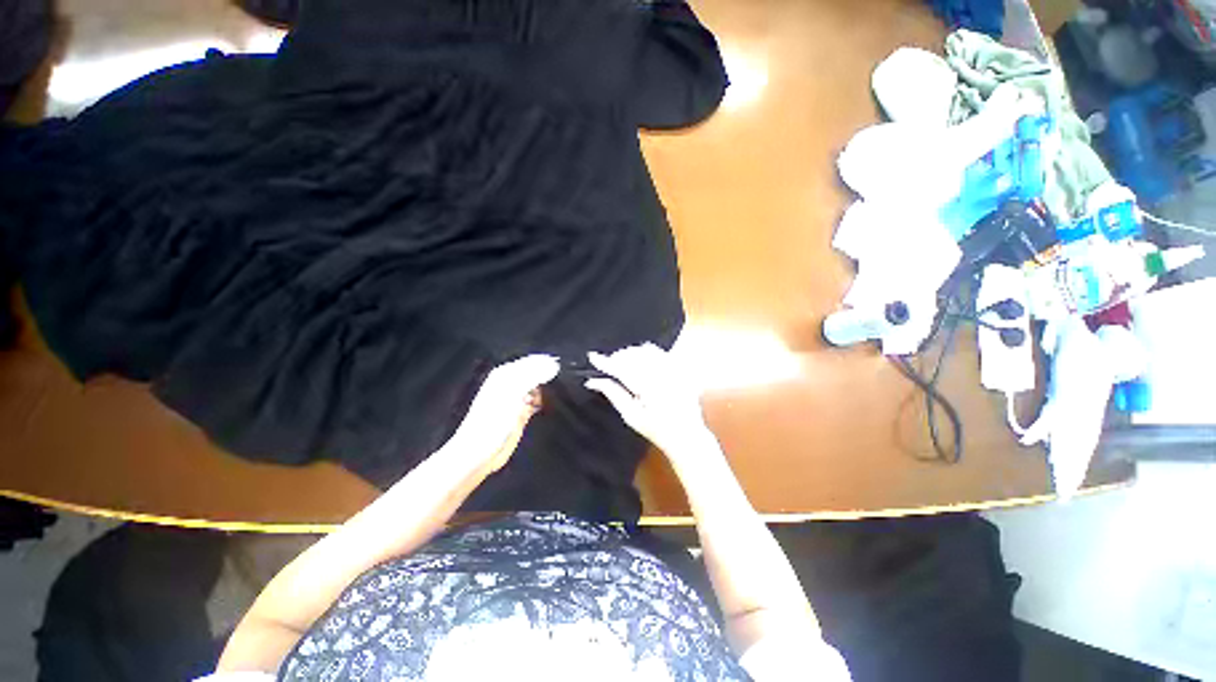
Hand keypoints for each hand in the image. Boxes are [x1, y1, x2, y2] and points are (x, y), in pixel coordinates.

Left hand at [441, 355, 559, 476]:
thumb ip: (534, 375)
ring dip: (548, 390)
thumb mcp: (513, 391)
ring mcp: (517, 399)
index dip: (547, 362)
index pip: (532, 361)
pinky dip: (544, 402)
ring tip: (556, 394)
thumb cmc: (492, 420)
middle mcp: (512, 383)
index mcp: (506, 374)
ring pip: (539, 387)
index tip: (561, 367)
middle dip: (549, 375)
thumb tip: (554, 364)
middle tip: (562, 380)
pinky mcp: (522, 413)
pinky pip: (538, 401)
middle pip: (537, 372)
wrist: (480, 452)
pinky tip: (548, 405)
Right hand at [585, 343, 717, 461]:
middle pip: (634, 355)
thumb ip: (613, 393)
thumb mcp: (631, 415)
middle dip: (618, 357)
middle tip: (608, 364)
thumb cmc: (656, 429)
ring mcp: (674, 370)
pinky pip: (661, 352)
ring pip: (647, 350)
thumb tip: (593, 381)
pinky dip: (647, 353)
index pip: (622, 368)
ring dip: (632, 353)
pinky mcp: (680, 368)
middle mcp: (663, 375)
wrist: (686, 434)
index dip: (605, 361)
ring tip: (624, 363)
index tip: (592, 356)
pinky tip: (641, 362)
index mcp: (649, 388)